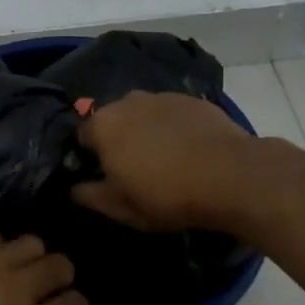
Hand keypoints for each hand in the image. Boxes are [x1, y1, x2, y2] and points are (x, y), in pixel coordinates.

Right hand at [72, 90, 259, 232]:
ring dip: (146, 131)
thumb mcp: (121, 208)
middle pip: (113, 121)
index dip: (90, 158)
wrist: (231, 175)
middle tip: (134, 169)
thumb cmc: (166, 194)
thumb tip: (74, 188)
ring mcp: (162, 96)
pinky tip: (188, 150)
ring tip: (164, 159)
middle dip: (118, 140)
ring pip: (143, 114)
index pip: (82, 137)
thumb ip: (89, 196)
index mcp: (103, 125)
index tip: (105, 177)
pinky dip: (173, 128)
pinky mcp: (192, 100)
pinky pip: (171, 114)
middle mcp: (127, 101)